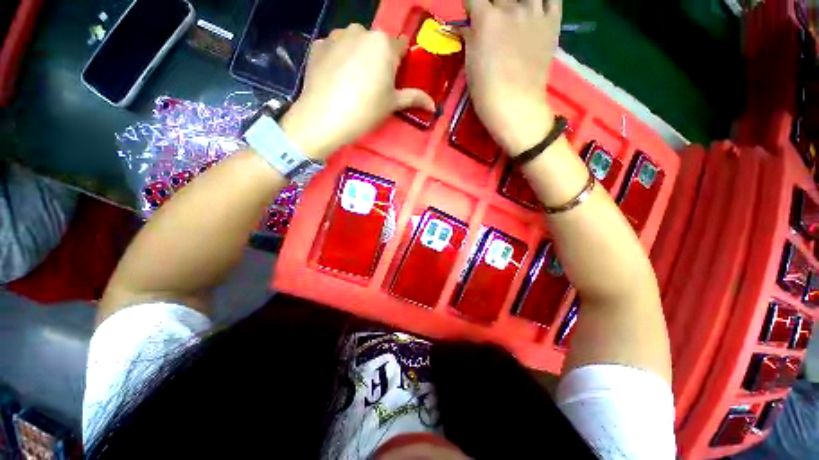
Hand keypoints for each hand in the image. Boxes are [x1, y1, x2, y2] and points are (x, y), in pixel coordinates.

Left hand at [279, 24, 434, 159]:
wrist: (324, 118)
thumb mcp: (392, 104)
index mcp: (384, 44)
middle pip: (376, 44)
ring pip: (354, 43)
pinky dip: (338, 59)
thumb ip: (414, 98)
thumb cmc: (365, 110)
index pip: (400, 47)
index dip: (398, 64)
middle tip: (372, 86)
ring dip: (357, 56)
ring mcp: (336, 35)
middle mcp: (361, 31)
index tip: (392, 80)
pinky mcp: (318, 44)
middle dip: (377, 60)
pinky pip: (335, 48)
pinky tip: (335, 79)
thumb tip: (433, 105)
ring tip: (351, 83)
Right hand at [461, 0, 561, 154]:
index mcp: (487, 19)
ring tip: (513, 15)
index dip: (470, 7)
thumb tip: (467, 25)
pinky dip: (543, 0)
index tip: (471, 17)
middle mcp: (511, 8)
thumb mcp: (470, 65)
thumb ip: (469, 38)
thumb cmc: (486, 91)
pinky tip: (535, 8)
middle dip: (491, 5)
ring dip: (515, 2)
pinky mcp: (552, 21)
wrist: (517, 106)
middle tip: (492, 21)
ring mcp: (535, 12)